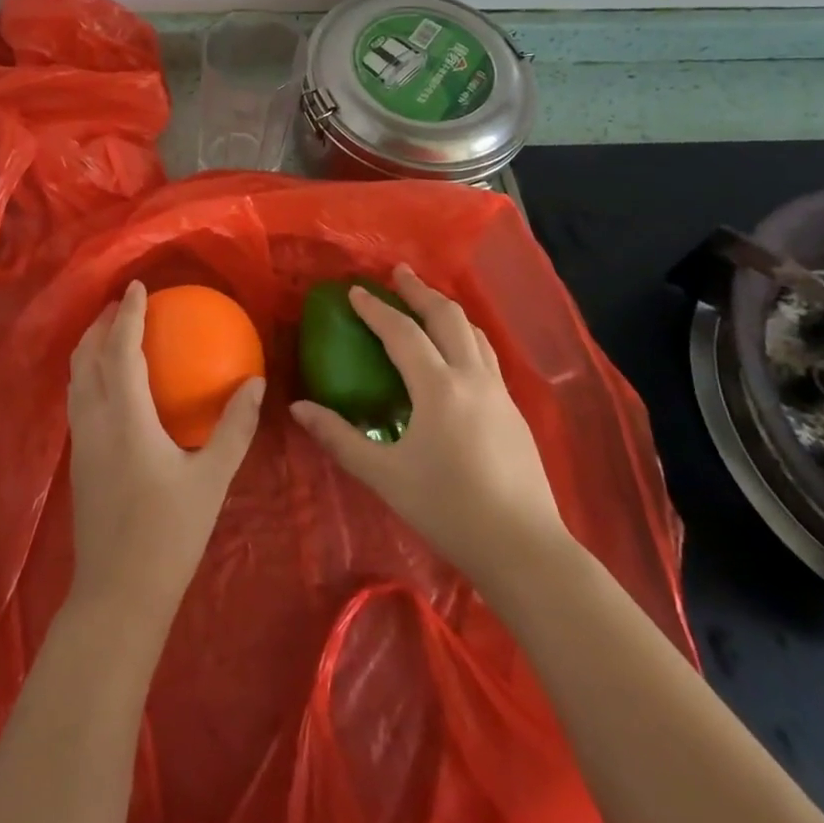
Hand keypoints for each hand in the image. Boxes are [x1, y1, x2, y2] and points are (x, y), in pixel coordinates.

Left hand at [67, 281, 264, 625]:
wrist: (117, 594)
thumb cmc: (168, 534)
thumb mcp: (211, 479)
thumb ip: (234, 427)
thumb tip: (255, 382)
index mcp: (124, 417)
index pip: (120, 350)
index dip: (126, 314)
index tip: (137, 287)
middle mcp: (94, 420)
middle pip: (86, 356)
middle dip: (101, 323)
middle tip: (124, 303)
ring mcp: (80, 441)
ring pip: (76, 377)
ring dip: (91, 347)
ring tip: (113, 333)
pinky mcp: (78, 460)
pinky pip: (78, 398)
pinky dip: (89, 373)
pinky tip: (111, 383)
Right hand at [290, 265, 564, 579]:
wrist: (524, 548)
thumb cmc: (448, 510)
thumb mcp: (385, 476)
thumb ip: (340, 438)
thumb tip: (299, 408)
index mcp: (439, 387)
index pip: (402, 332)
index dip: (376, 309)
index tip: (354, 290)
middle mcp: (472, 377)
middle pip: (447, 317)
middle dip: (419, 292)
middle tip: (398, 273)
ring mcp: (499, 392)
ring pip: (473, 332)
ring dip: (446, 309)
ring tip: (427, 301)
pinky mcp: (513, 411)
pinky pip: (486, 354)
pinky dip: (464, 335)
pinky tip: (457, 351)